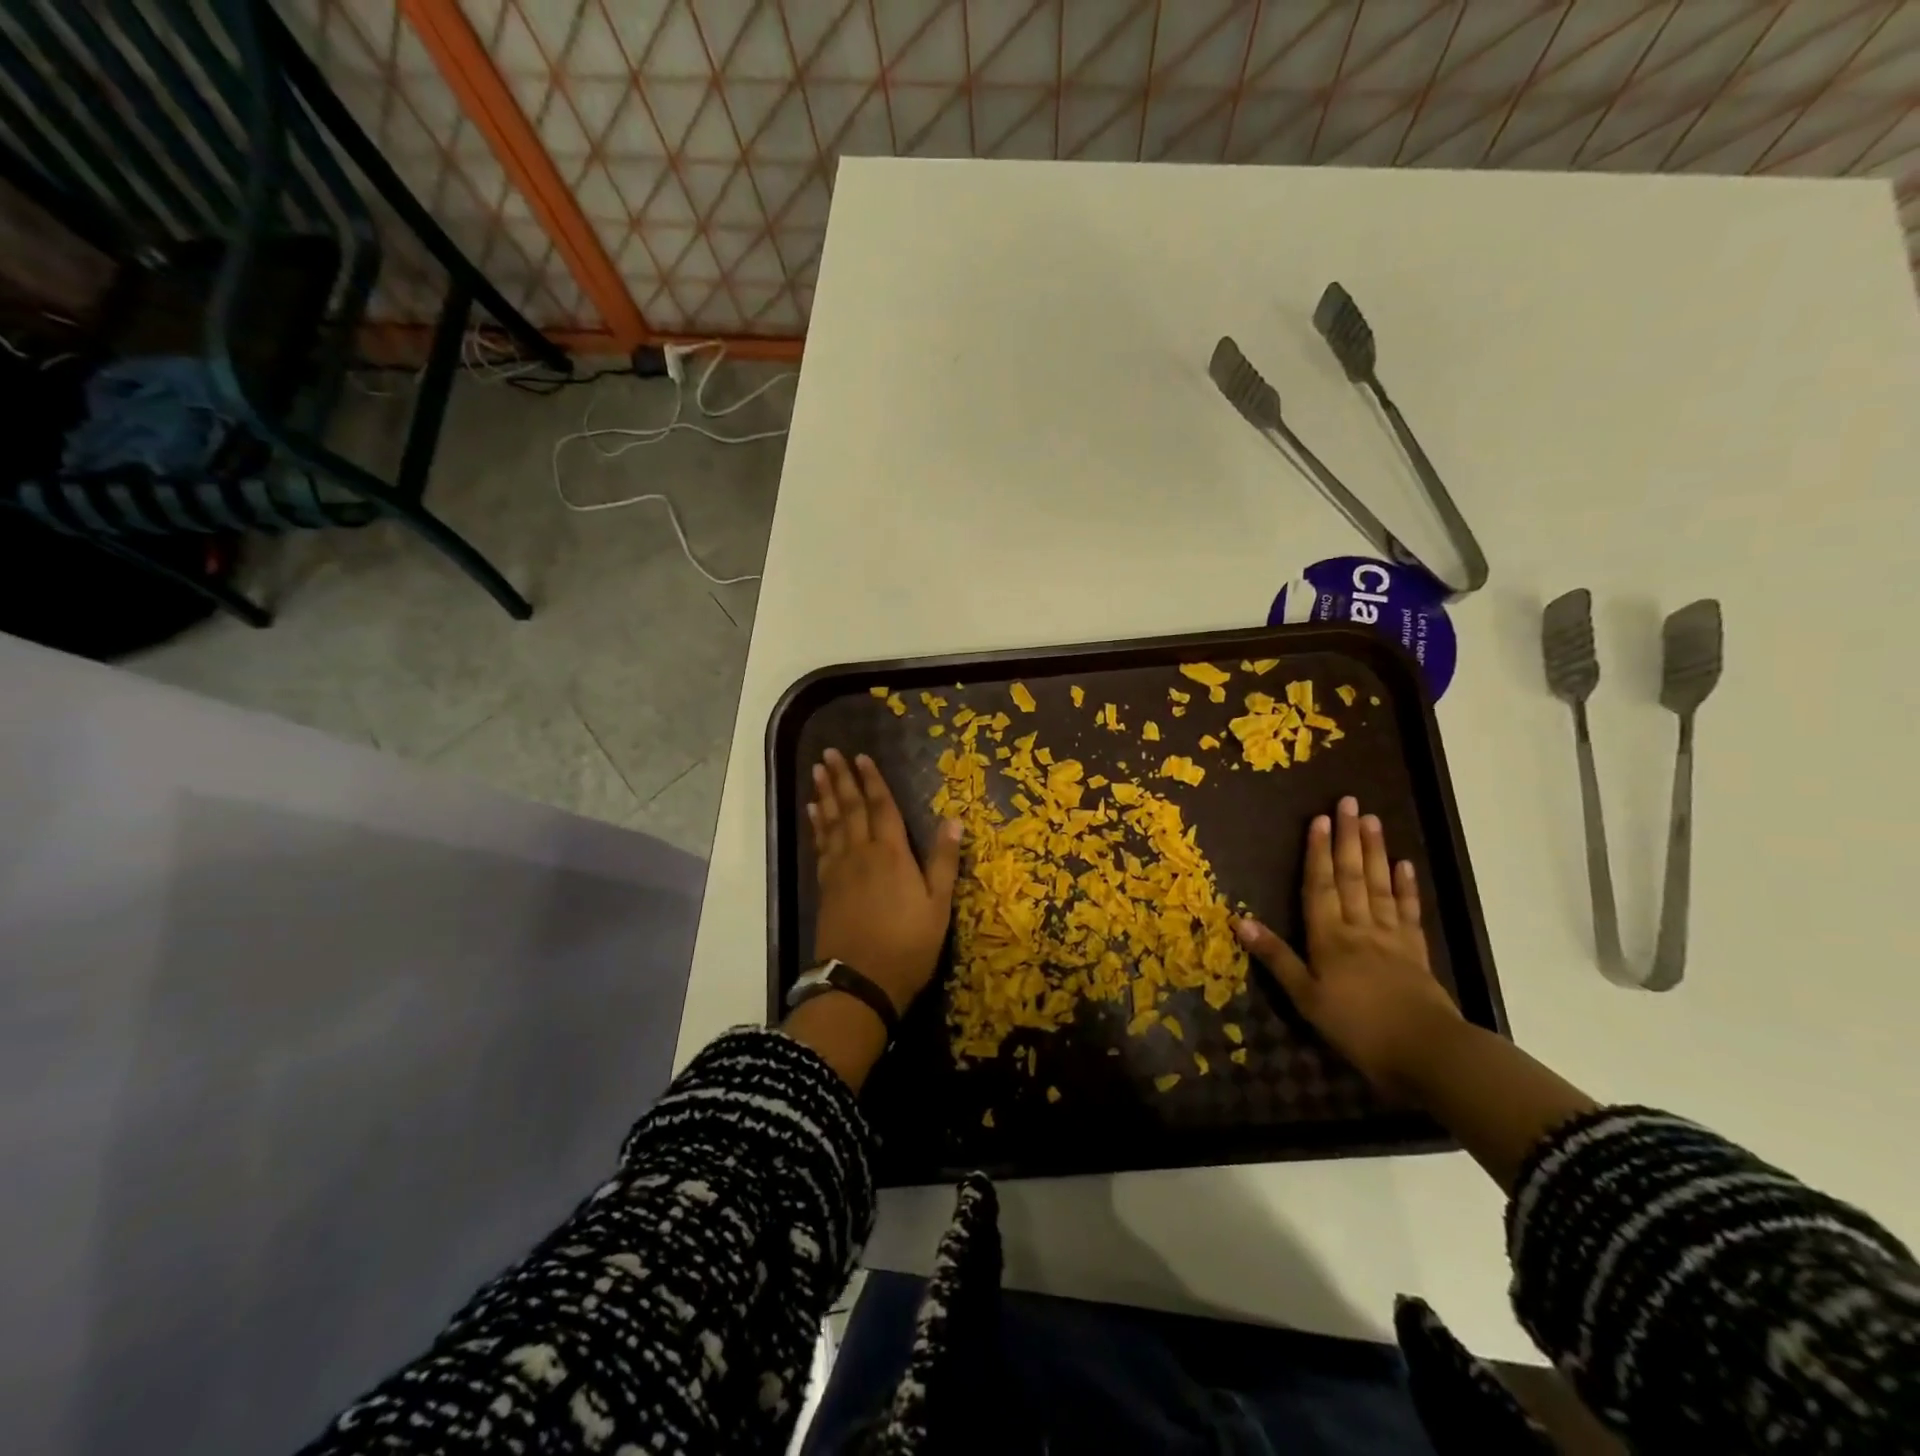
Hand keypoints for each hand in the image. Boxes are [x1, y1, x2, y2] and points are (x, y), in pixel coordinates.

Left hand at [809, 748, 961, 1014]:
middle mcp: (862, 854)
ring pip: (831, 823)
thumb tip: (954, 820)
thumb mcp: (938, 906)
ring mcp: (839, 870)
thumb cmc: (908, 945)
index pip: (882, 808)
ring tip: (817, 772)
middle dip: (841, 779)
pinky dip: (816, 826)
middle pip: (850, 808)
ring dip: (825, 795)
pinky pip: (820, 846)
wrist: (860, 982)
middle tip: (828, 754)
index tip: (861, 757)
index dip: (872, 781)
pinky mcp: (826, 887)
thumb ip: (943, 861)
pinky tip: (813, 813)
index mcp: (892, 854)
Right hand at [1233, 795, 1461, 1097]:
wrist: (1429, 1054)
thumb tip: (1240, 920)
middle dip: (1348, 839)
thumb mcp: (1307, 998)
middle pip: (1352, 877)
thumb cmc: (1358, 1028)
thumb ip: (1276, 957)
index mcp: (1330, 938)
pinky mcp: (1416, 953)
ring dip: (1375, 852)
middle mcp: (1360, 928)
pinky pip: (1408, 912)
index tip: (1319, 819)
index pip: (1320, 886)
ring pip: (1379, 886)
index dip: (1318, 852)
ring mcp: (1392, 938)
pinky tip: (1404, 865)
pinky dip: (1405, 887)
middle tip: (1349, 802)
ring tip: (1372, 820)